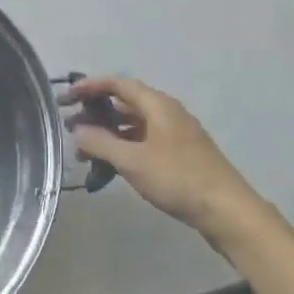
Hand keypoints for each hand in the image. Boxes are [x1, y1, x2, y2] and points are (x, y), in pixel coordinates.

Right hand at [61, 76, 264, 243]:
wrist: (226, 210)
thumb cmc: (178, 178)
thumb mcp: (133, 161)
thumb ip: (101, 143)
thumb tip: (77, 130)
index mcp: (157, 104)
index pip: (118, 83)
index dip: (90, 86)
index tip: (66, 97)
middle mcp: (167, 112)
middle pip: (125, 103)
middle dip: (96, 113)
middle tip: (70, 127)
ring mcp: (175, 134)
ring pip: (134, 125)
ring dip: (108, 134)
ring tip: (85, 152)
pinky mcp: (180, 155)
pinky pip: (144, 142)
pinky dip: (124, 148)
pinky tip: (111, 167)